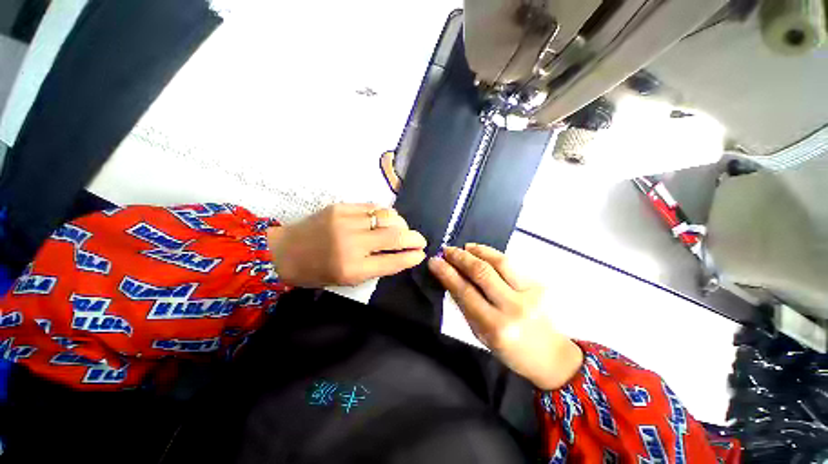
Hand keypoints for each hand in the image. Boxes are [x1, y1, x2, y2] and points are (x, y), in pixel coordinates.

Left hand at [267, 204, 425, 287]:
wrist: (284, 251)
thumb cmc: (317, 272)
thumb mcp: (348, 279)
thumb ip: (377, 267)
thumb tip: (403, 254)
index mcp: (352, 269)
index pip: (393, 261)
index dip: (412, 257)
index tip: (421, 254)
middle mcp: (351, 244)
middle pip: (395, 236)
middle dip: (414, 238)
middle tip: (420, 240)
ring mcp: (346, 222)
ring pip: (388, 217)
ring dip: (401, 223)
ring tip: (403, 228)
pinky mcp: (341, 207)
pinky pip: (374, 207)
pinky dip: (386, 213)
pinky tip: (387, 218)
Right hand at [428, 244, 582, 389]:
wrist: (551, 356)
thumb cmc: (509, 349)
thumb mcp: (480, 333)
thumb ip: (465, 305)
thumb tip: (449, 277)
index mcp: (495, 327)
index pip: (465, 292)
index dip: (447, 273)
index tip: (434, 261)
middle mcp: (513, 308)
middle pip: (482, 273)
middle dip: (460, 258)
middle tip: (447, 250)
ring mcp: (530, 294)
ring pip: (499, 262)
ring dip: (477, 251)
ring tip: (464, 247)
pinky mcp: (540, 284)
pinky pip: (511, 264)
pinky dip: (492, 254)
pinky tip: (481, 251)